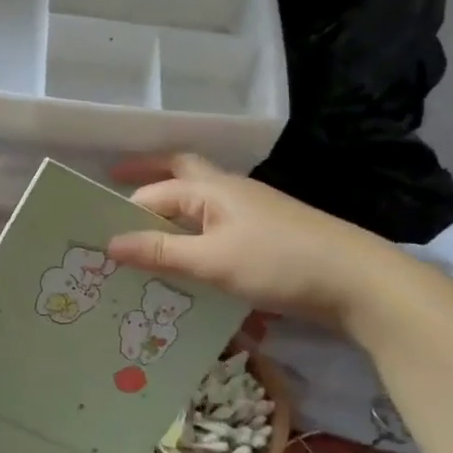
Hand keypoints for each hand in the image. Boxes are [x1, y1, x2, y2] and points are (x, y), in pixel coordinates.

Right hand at [106, 154, 408, 329]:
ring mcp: (250, 211)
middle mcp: (228, 191)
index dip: (123, 210)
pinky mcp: (265, 235)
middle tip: (115, 180)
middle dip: (147, 174)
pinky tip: (188, 258)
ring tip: (143, 230)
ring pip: (199, 201)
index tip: (94, 231)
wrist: (358, 281)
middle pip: (180, 171)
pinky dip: (194, 233)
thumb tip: (109, 244)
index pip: (154, 193)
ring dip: (170, 208)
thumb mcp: (213, 261)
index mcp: (211, 189)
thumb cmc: (279, 263)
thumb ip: (161, 252)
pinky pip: (216, 226)